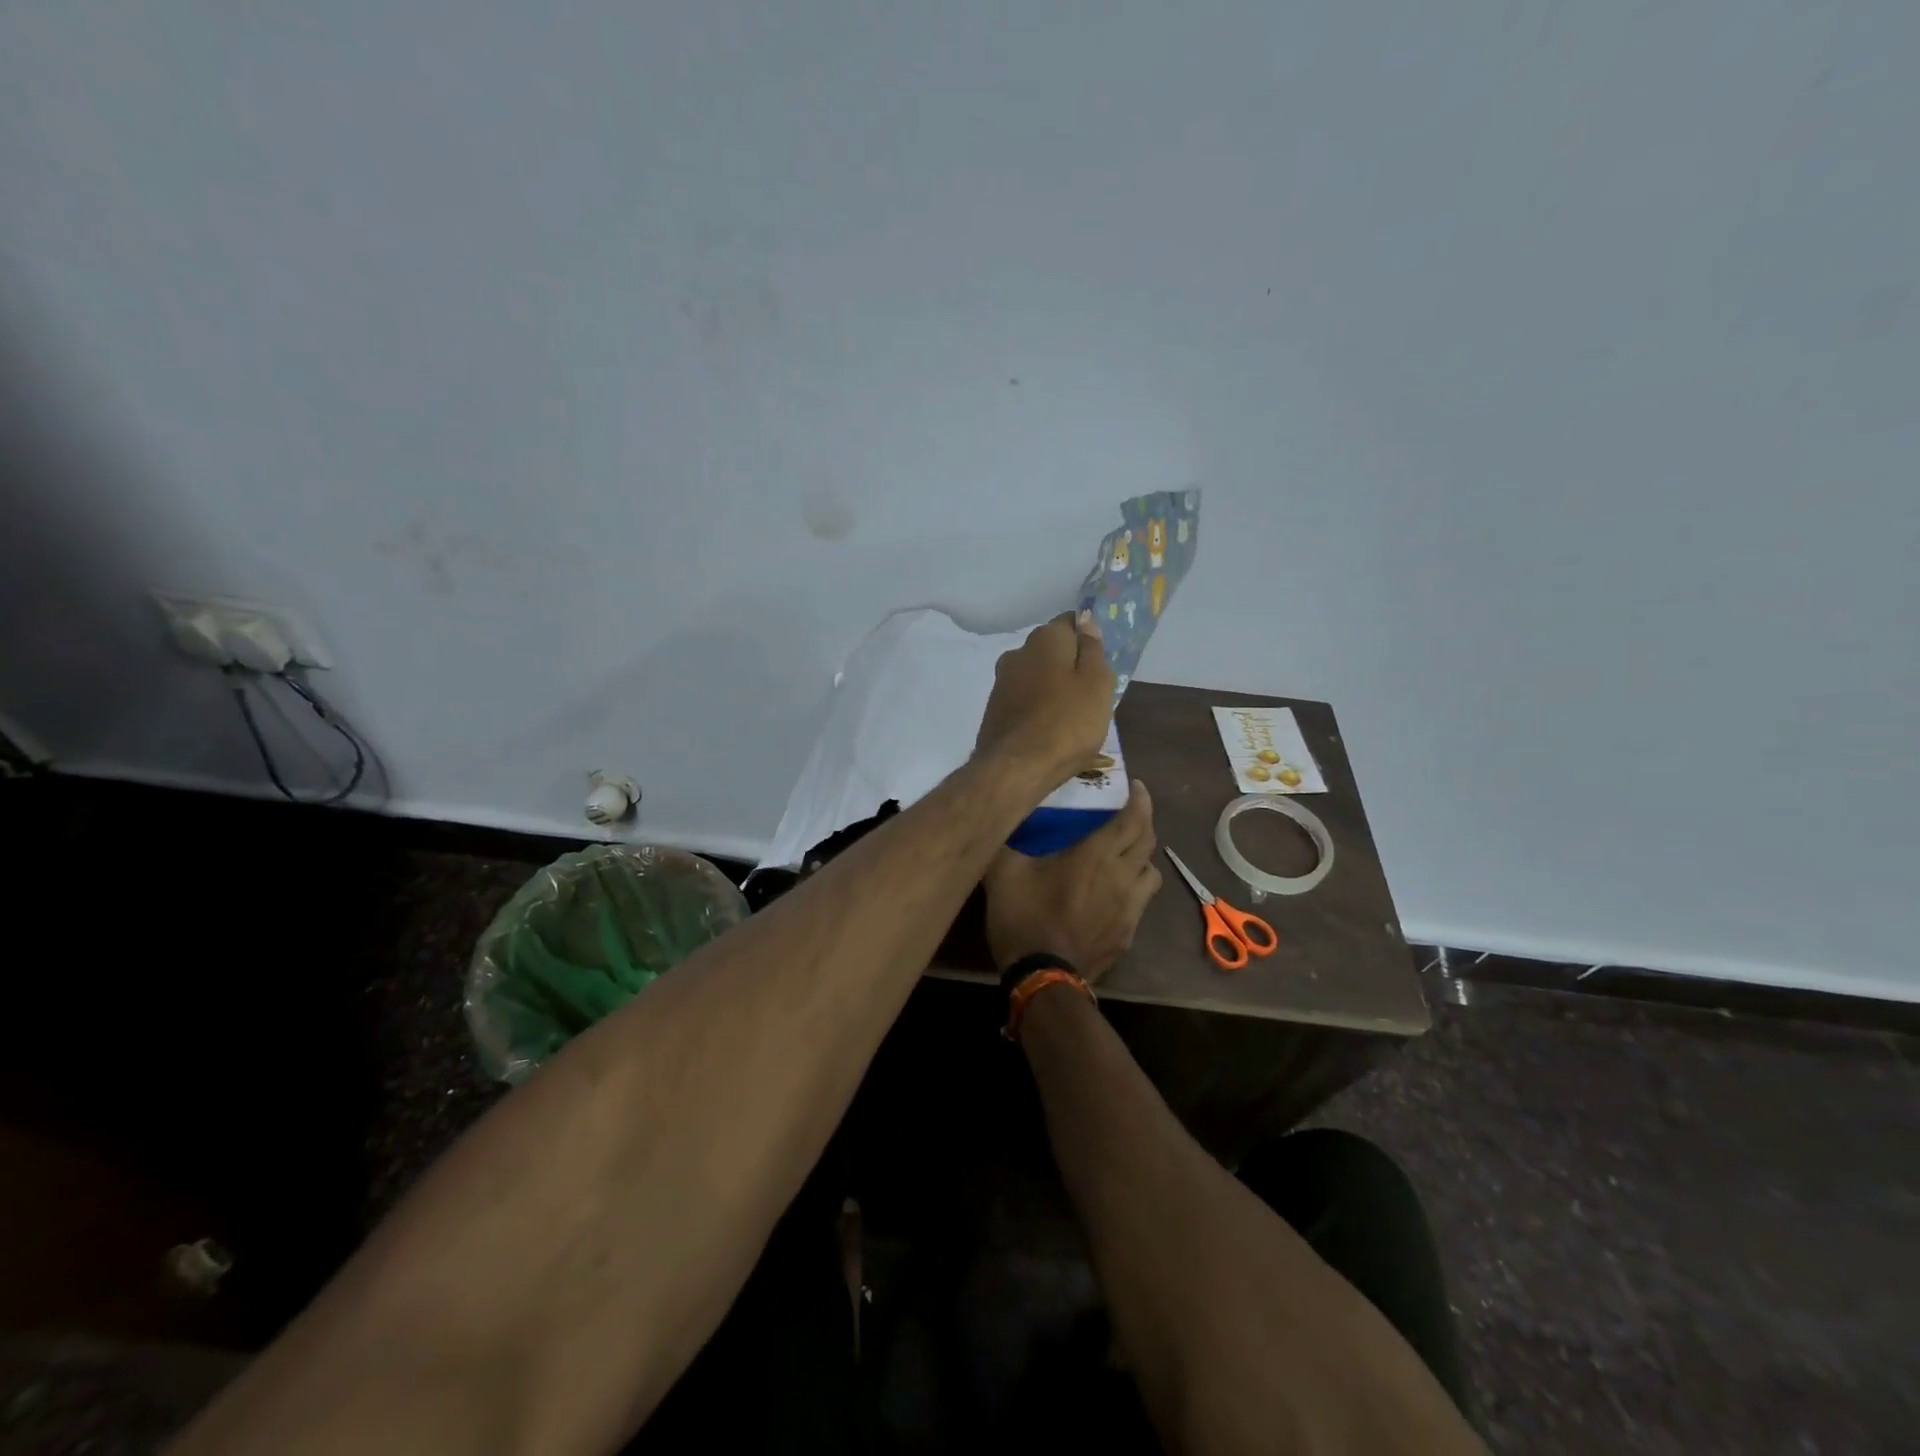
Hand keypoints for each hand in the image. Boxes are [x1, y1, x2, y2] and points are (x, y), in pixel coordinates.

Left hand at [975, 611, 1115, 784]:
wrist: (1016, 768)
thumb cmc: (1068, 722)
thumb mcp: (1097, 683)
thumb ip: (1093, 650)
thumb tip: (1086, 622)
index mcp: (1045, 639)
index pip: (1071, 622)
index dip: (1088, 639)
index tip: (1102, 663)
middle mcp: (1017, 652)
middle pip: (1051, 650)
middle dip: (1069, 664)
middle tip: (1091, 694)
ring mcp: (1001, 681)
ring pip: (1035, 675)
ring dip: (1051, 687)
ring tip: (1071, 716)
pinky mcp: (994, 709)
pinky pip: (1023, 699)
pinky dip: (1036, 707)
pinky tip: (1048, 729)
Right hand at [983, 779, 1163, 983]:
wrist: (1042, 977)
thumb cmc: (1024, 917)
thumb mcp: (1003, 872)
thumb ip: (1004, 840)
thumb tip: (999, 820)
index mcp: (1096, 855)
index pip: (1134, 818)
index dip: (1140, 799)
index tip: (1136, 786)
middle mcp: (1122, 876)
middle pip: (1147, 841)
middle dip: (1143, 822)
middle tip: (1130, 813)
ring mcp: (1130, 908)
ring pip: (1151, 873)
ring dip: (1142, 857)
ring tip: (1126, 854)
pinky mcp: (1128, 934)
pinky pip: (1141, 902)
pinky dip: (1134, 889)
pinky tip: (1116, 893)